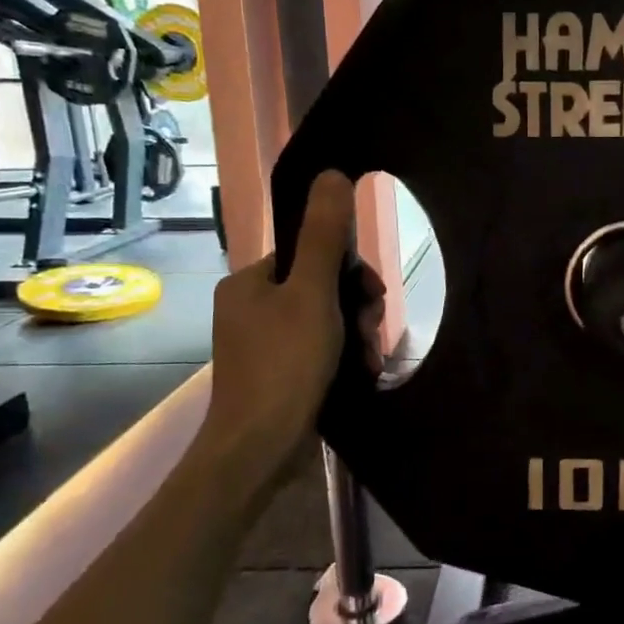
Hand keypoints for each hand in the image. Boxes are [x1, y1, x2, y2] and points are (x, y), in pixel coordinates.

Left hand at [197, 171, 385, 485]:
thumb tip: (332, 173)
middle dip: (356, 308)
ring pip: (324, 321)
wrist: (258, 450)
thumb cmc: (285, 365)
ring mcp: (261, 344)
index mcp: (250, 282)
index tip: (373, 298)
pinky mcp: (275, 375)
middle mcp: (250, 308)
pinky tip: (360, 373)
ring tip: (368, 361)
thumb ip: (325, 236)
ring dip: (355, 335)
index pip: (311, 254)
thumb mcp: (313, 294)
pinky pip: (316, 350)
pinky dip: (341, 357)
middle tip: (370, 334)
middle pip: (320, 288)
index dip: (350, 271)